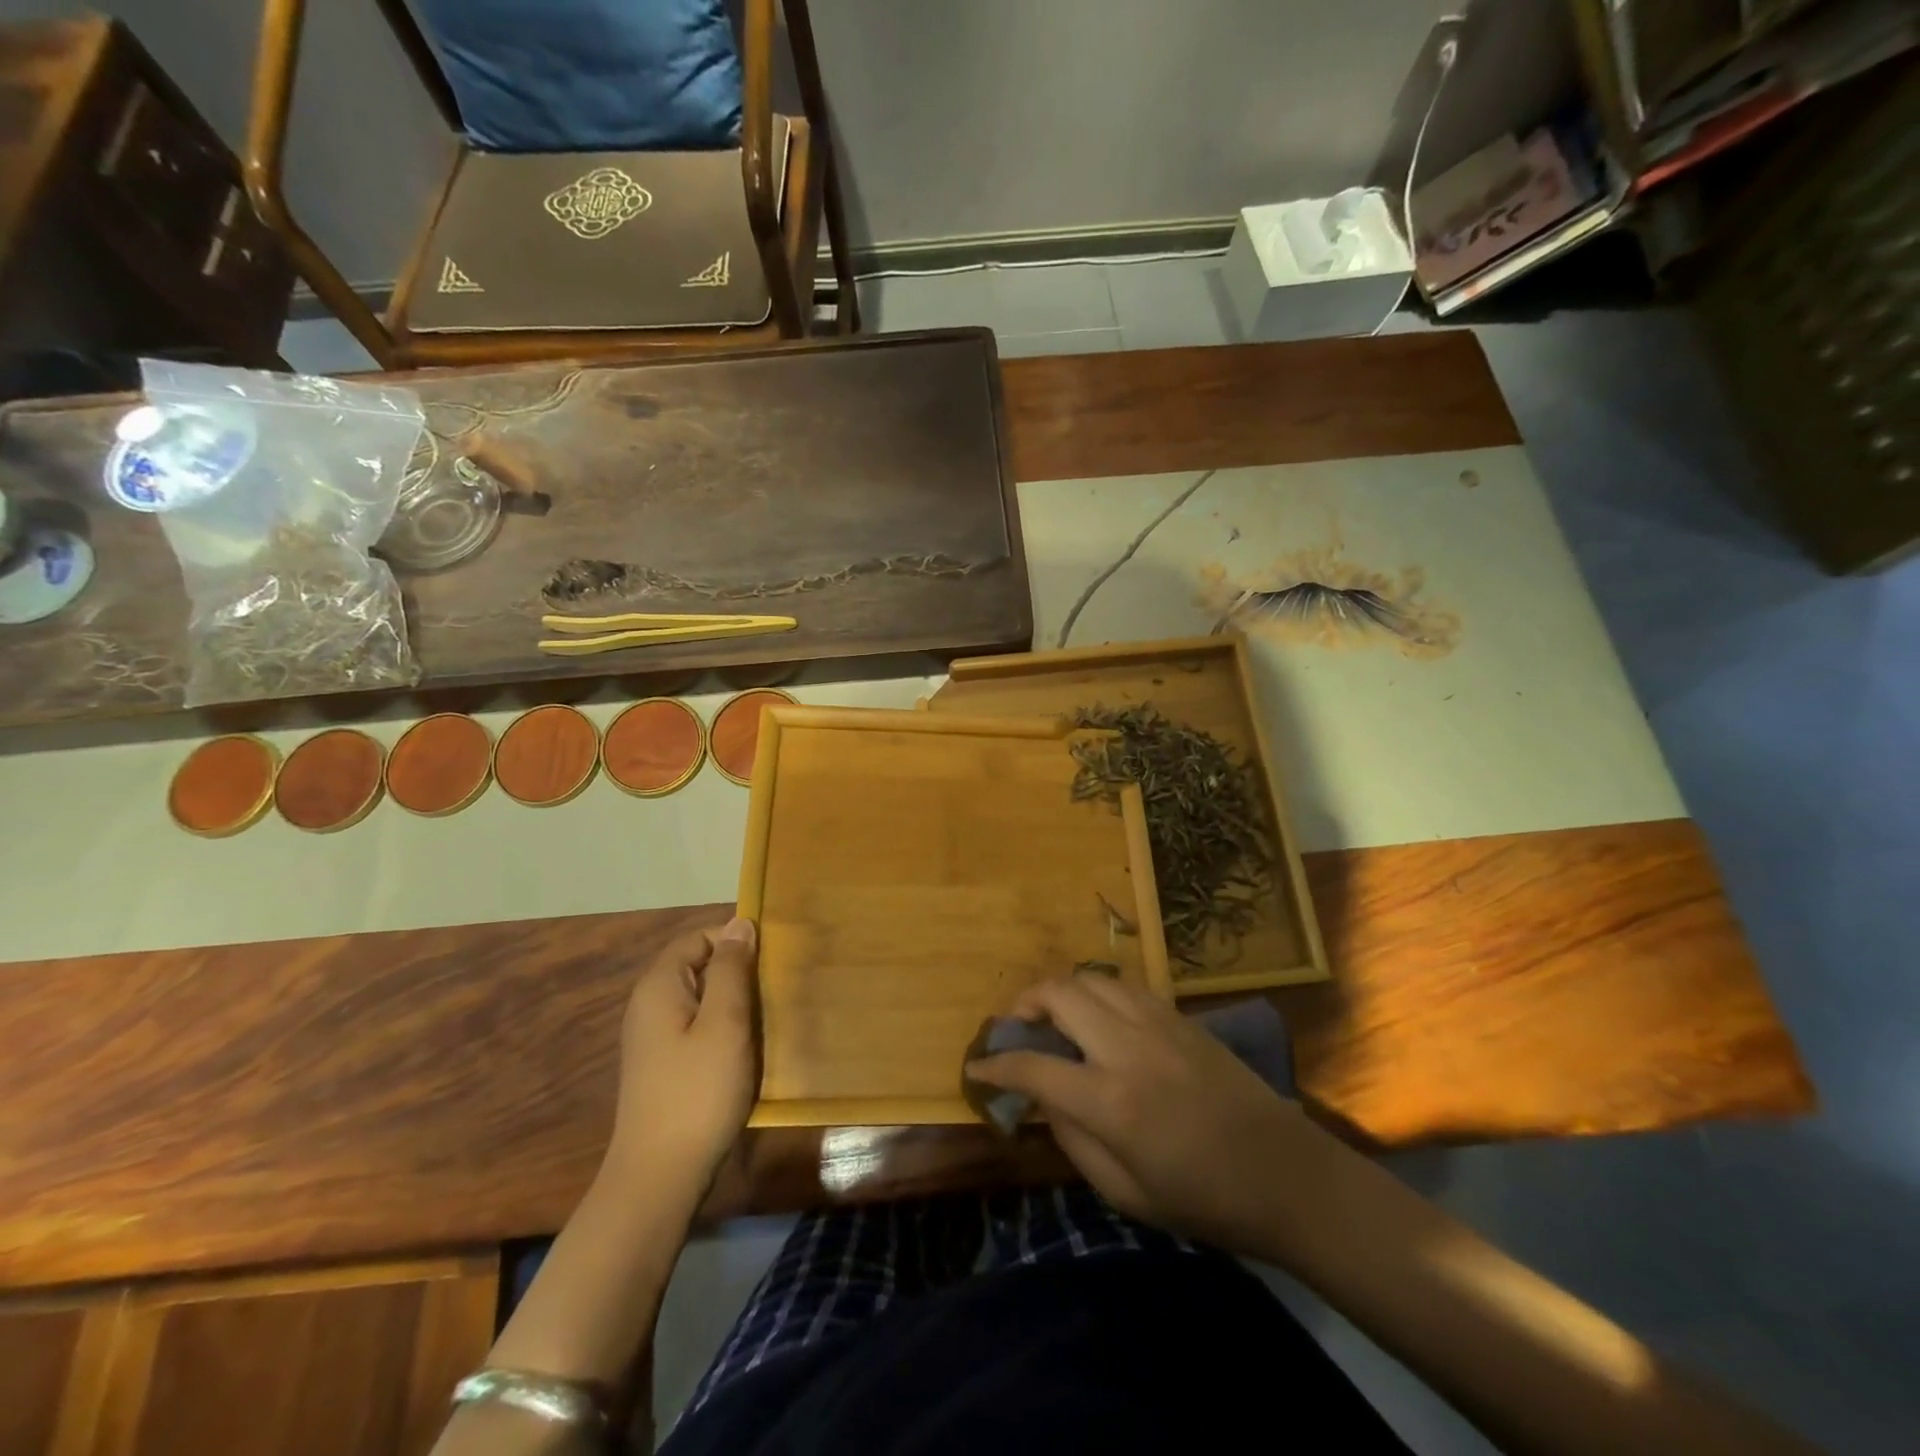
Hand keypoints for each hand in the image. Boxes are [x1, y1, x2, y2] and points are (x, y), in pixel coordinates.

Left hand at [606, 917, 758, 1199]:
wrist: (659, 1176)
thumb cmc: (698, 1091)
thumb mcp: (725, 1023)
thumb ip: (731, 969)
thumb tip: (740, 924)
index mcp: (659, 986)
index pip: (699, 938)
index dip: (735, 940)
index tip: (772, 959)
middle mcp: (649, 1005)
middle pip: (698, 966)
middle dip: (737, 972)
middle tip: (775, 989)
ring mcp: (652, 1038)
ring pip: (700, 999)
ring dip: (734, 1002)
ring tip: (767, 1018)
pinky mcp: (662, 1066)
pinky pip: (696, 1027)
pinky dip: (722, 1028)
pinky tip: (745, 1050)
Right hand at [967, 973, 1314, 1255]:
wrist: (1286, 1174)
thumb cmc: (1204, 1200)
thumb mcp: (1126, 1193)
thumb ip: (1073, 1141)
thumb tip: (1044, 1099)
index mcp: (1111, 1101)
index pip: (1033, 1067)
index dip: (996, 1067)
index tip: (976, 1069)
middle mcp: (1127, 1047)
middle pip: (1057, 995)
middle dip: (1022, 1005)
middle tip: (1014, 1029)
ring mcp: (1156, 1022)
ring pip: (1089, 978)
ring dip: (1059, 991)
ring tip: (1051, 1017)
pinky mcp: (1179, 1016)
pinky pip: (1122, 986)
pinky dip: (1095, 993)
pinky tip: (1096, 1019)